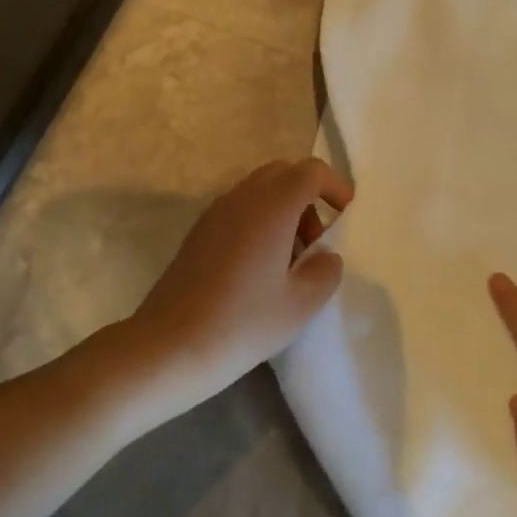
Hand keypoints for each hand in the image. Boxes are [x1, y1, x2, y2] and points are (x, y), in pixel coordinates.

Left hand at [127, 158, 352, 397]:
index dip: (334, 185)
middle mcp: (242, 198)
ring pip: (259, 189)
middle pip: (283, 172)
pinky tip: (259, 267)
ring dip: (283, 209)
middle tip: (316, 241)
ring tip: (289, 260)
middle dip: (308, 196)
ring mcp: (215, 212)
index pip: (310, 171)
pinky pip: (239, 208)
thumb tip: (325, 255)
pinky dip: (259, 220)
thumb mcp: (300, 305)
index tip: (345, 214)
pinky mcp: (199, 231)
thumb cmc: (243, 323)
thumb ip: (325, 271)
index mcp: (271, 207)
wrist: (171, 345)